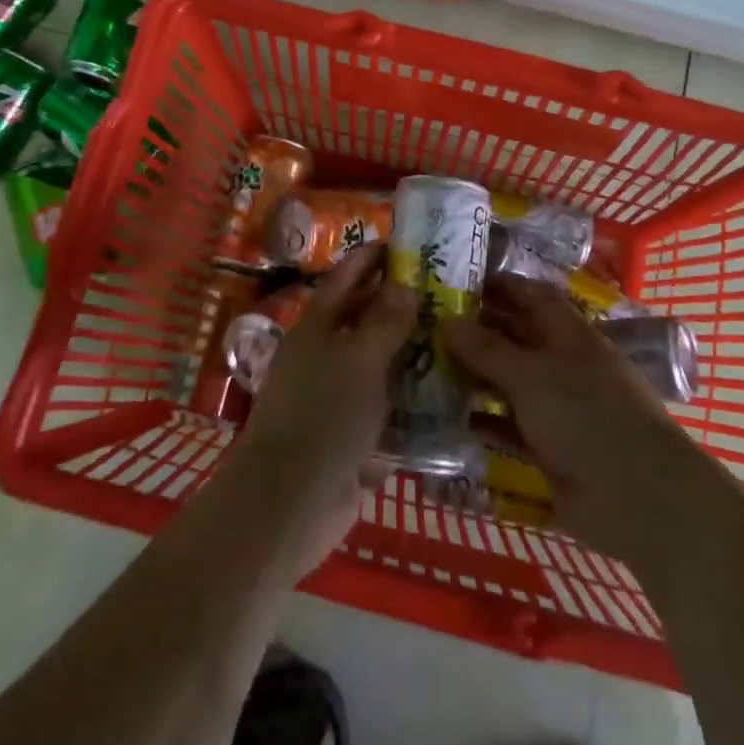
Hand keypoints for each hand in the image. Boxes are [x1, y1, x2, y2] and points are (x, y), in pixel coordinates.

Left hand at [223, 243, 414, 577]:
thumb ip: (384, 321)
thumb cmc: (324, 415)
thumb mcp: (359, 360)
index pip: (344, 279)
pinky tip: (443, 391)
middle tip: (442, 290)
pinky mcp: (348, 433)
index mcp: (315, 328)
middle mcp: (322, 356)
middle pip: (361, 319)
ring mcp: (334, 396)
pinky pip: (383, 404)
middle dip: (396, 303)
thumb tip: (404, 284)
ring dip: (407, 350)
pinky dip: (407, 396)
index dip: (370, 258)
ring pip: (375, 362)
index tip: (404, 243)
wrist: (292, 501)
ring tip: (451, 335)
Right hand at [445, 276, 723, 568]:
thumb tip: (447, 320)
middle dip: (478, 331)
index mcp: (569, 335)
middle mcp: (563, 365)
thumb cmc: (586, 417)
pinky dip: (485, 421)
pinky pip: (510, 427)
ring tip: (427, 366)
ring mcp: (558, 409)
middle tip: (429, 325)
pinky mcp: (550, 449)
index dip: (501, 285)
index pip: (532, 297)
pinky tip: (449, 417)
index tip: (460, 280)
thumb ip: (488, 349)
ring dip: (475, 376)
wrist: (636, 499)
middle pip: (517, 339)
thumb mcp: (532, 375)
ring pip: (510, 383)